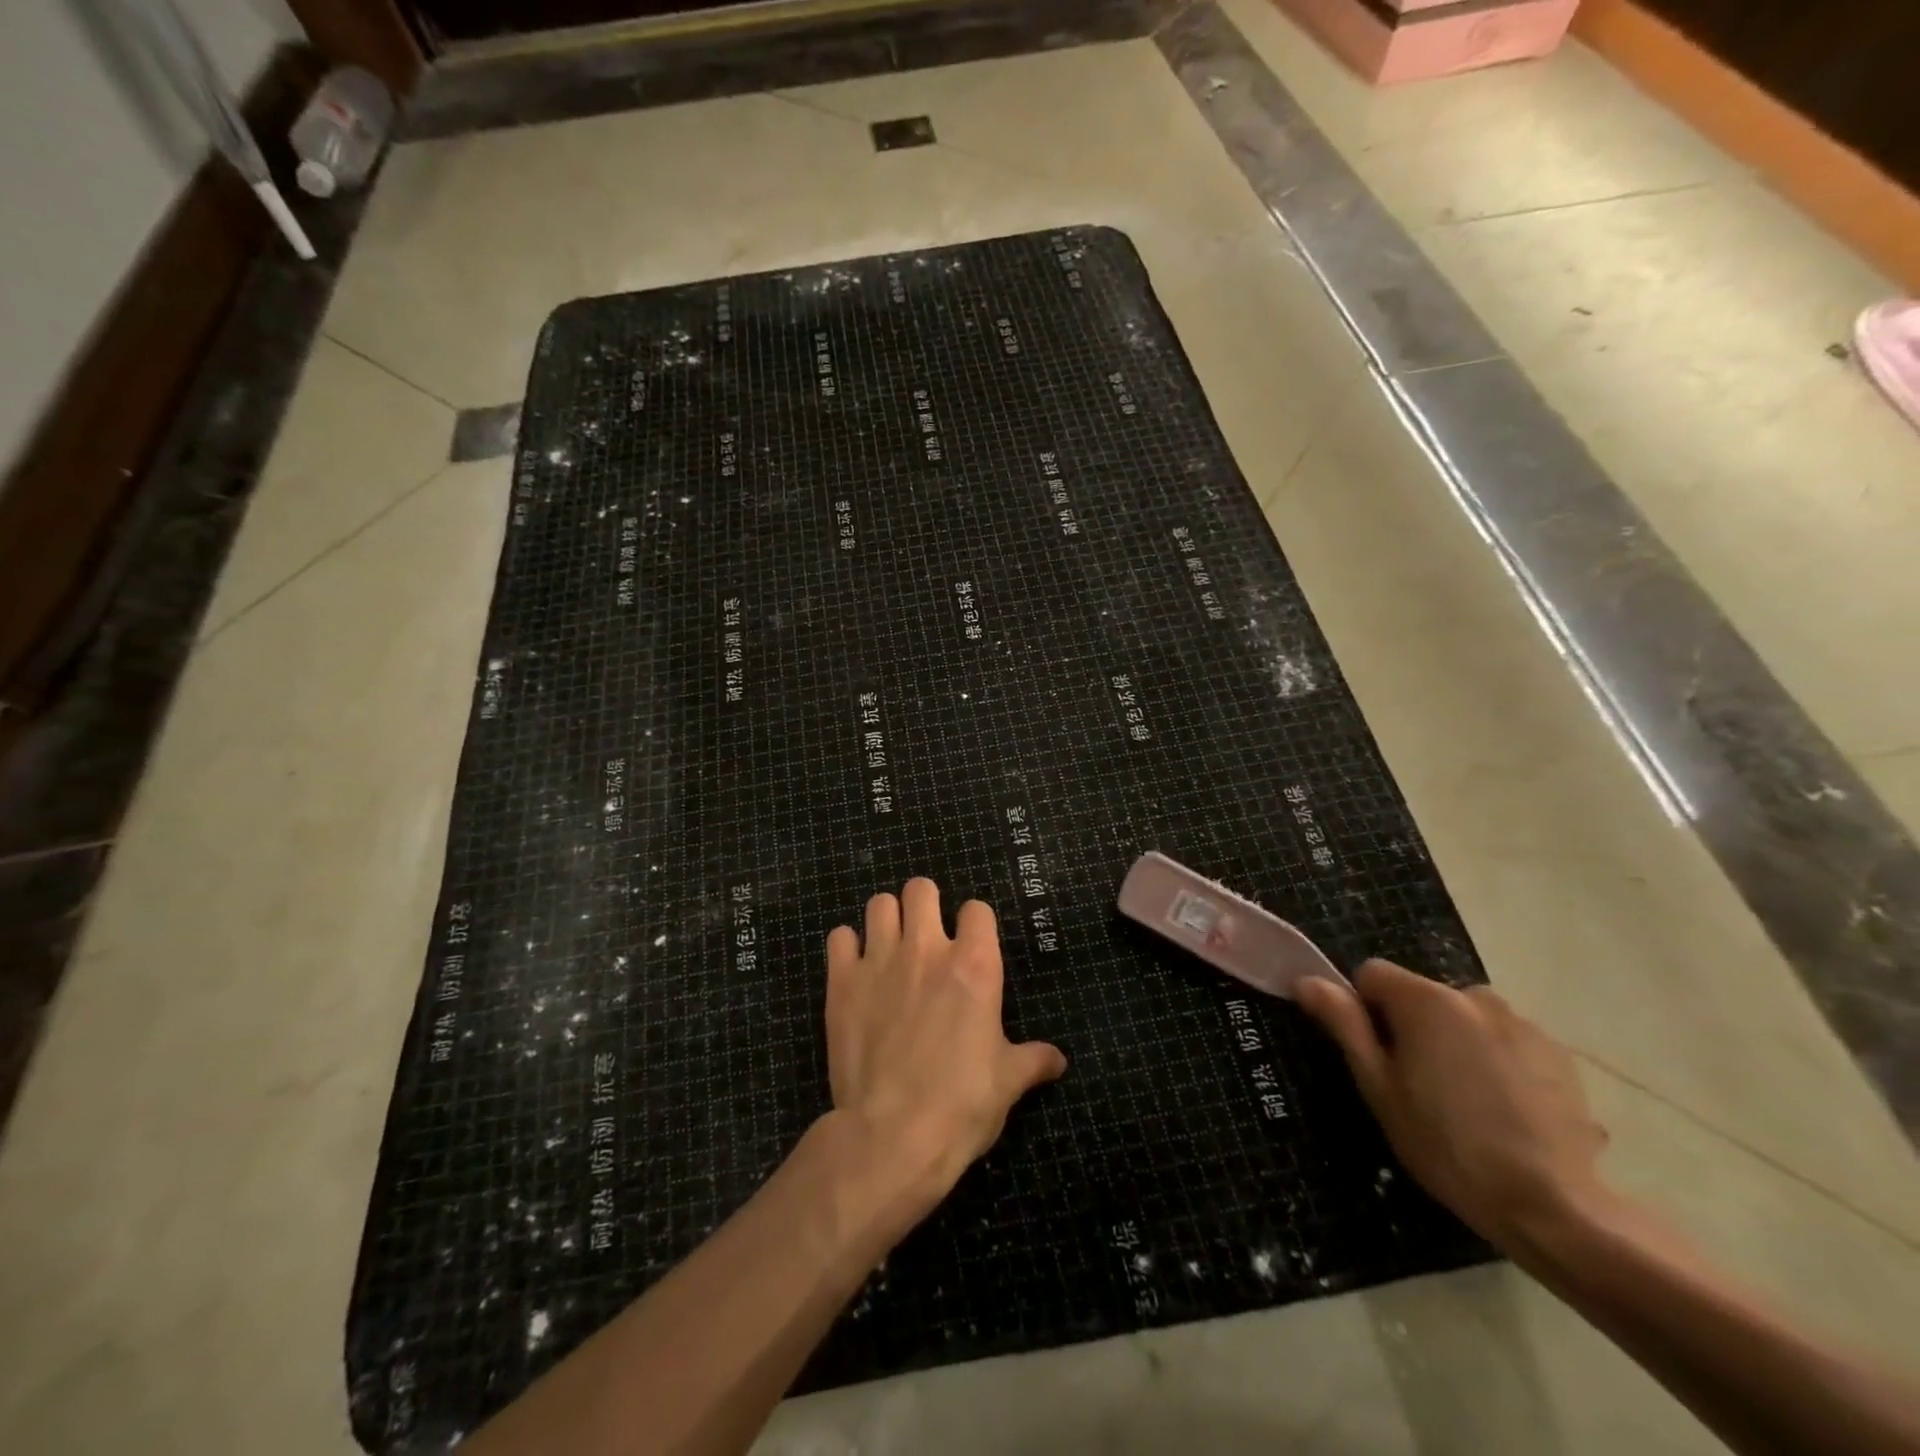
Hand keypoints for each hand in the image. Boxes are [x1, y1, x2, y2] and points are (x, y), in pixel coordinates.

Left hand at [824, 878, 1067, 1207]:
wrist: (892, 1135)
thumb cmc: (962, 1105)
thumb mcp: (1008, 1082)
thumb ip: (1033, 1060)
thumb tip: (1059, 1061)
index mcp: (974, 965)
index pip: (977, 909)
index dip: (975, 923)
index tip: (972, 945)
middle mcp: (926, 949)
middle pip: (922, 888)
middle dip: (925, 903)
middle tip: (925, 934)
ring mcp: (880, 961)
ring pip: (879, 904)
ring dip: (886, 918)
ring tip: (889, 945)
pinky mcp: (842, 982)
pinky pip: (839, 938)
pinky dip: (847, 947)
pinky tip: (854, 968)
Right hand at [1295, 961, 1609, 1254]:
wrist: (1555, 1208)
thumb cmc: (1446, 1145)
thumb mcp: (1379, 1087)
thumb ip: (1344, 1024)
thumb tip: (1307, 980)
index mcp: (1426, 1000)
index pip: (1372, 974)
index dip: (1363, 1009)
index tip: (1376, 1056)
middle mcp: (1474, 995)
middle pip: (1420, 995)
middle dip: (1412, 1027)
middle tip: (1418, 1087)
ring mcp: (1522, 1023)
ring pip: (1464, 1018)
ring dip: (1455, 1042)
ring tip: (1466, 1103)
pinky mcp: (1557, 1053)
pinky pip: (1504, 1040)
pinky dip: (1495, 1060)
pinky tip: (1504, 1110)